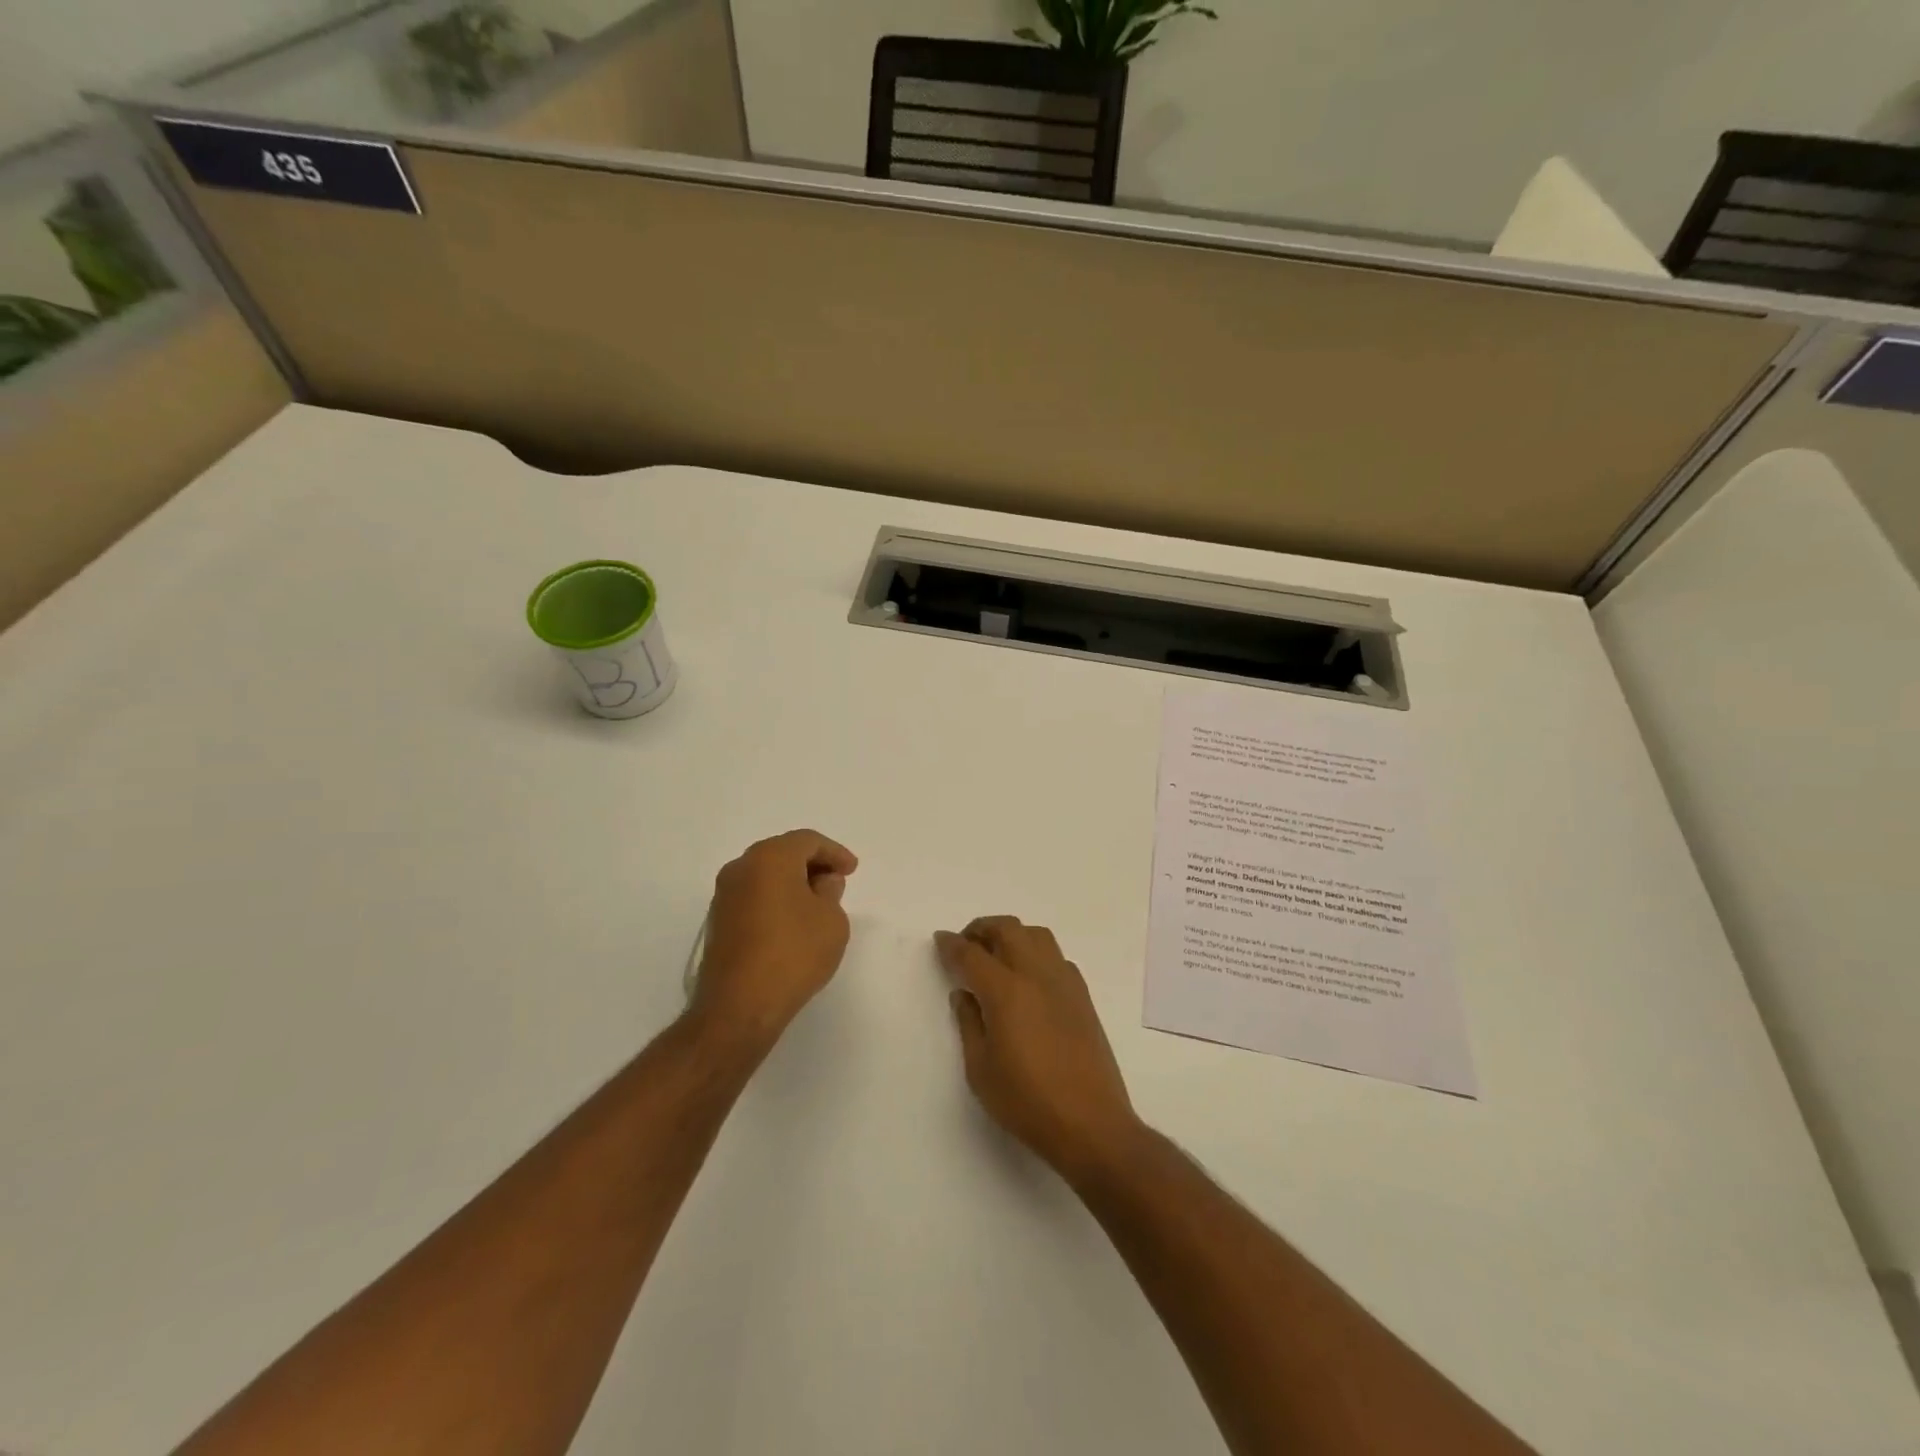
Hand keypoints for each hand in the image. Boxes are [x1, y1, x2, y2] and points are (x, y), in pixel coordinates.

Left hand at [690, 830, 857, 1048]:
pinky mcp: (718, 923)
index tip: (852, 870)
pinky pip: (753, 897)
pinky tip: (792, 922)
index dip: (834, 852)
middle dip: (811, 864)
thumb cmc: (793, 954)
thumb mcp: (831, 920)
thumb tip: (821, 882)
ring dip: (791, 883)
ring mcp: (724, 896)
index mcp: (769, 858)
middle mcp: (741, 868)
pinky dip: (775, 900)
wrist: (739, 1007)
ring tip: (817, 903)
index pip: (807, 841)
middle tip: (836, 882)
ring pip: (765, 875)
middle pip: (782, 853)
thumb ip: (830, 892)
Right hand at [935, 917, 1142, 1178]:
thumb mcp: (981, 1070)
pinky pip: (1055, 956)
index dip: (952, 945)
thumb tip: (964, 994)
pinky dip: (1035, 953)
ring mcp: (1064, 982)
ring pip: (1036, 935)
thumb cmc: (1027, 1102)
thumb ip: (969, 1024)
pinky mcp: (1083, 996)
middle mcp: (1036, 975)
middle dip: (981, 929)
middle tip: (965, 946)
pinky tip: (1027, 979)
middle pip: (1007, 929)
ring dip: (1011, 935)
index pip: (971, 954)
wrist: (1091, 1124)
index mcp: (1006, 992)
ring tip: (996, 956)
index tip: (940, 940)